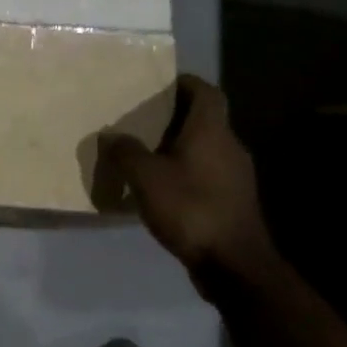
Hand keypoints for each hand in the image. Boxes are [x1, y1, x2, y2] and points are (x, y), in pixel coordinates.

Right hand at [103, 74, 275, 291]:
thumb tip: (110, 135)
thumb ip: (125, 153)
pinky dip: (186, 172)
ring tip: (146, 155)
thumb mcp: (146, 178)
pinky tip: (162, 189)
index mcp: (212, 132)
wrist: (233, 263)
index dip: (185, 83)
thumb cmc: (190, 208)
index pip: (206, 92)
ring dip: (179, 147)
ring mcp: (236, 176)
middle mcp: (229, 146)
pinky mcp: (233, 201)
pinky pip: (207, 174)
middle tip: (141, 120)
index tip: (160, 83)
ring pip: (206, 148)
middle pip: (205, 120)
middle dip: (175, 117)